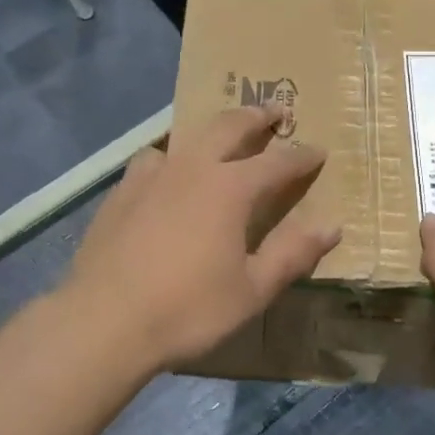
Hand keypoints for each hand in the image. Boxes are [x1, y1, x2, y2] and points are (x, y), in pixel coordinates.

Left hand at [64, 106, 340, 371]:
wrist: (102, 323)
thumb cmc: (187, 309)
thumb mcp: (252, 290)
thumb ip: (293, 254)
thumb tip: (332, 226)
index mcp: (230, 189)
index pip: (278, 162)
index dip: (302, 156)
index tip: (319, 151)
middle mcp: (192, 169)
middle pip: (229, 126)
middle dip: (257, 116)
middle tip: (274, 111)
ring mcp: (151, 177)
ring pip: (186, 137)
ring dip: (210, 132)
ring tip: (218, 141)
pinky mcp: (120, 193)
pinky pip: (152, 160)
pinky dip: (170, 159)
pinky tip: (165, 179)